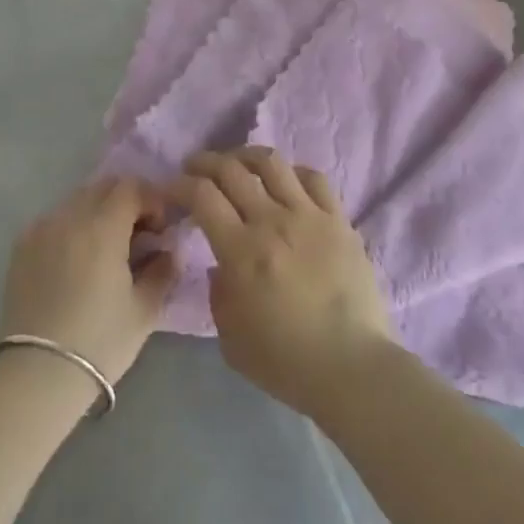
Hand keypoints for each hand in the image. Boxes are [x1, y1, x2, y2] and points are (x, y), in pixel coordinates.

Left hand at [0, 178, 178, 385]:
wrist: (38, 374)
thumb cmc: (99, 342)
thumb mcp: (145, 310)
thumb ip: (163, 270)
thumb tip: (169, 250)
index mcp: (102, 227)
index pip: (132, 187)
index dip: (152, 200)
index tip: (161, 229)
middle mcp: (69, 217)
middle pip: (104, 187)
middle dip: (127, 202)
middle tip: (139, 235)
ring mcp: (41, 229)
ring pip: (77, 200)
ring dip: (99, 212)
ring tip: (107, 248)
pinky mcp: (22, 246)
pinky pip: (54, 219)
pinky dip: (72, 226)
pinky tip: (77, 259)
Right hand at [168, 148, 394, 419]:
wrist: (353, 367)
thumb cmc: (286, 362)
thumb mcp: (230, 338)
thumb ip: (219, 293)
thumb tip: (223, 264)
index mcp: (241, 251)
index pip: (202, 195)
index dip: (180, 184)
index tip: (171, 188)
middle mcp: (272, 221)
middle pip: (231, 169)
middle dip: (205, 162)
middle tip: (195, 168)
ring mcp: (308, 216)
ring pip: (272, 163)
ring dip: (245, 156)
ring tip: (237, 163)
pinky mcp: (339, 220)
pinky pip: (314, 178)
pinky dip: (292, 172)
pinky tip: (285, 181)